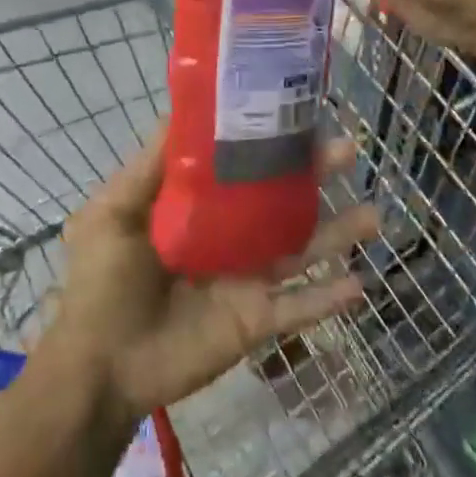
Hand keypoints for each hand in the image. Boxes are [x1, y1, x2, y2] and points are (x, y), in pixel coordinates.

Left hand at [48, 131, 377, 426]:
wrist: (100, 368)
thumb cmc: (103, 282)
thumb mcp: (114, 211)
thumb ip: (151, 165)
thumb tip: (182, 108)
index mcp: (195, 205)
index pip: (238, 162)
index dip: (265, 137)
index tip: (293, 109)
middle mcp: (227, 234)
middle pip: (279, 198)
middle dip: (313, 174)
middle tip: (347, 149)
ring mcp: (245, 277)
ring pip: (300, 248)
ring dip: (337, 232)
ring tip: (374, 213)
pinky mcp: (254, 320)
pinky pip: (298, 307)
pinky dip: (328, 298)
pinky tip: (361, 285)